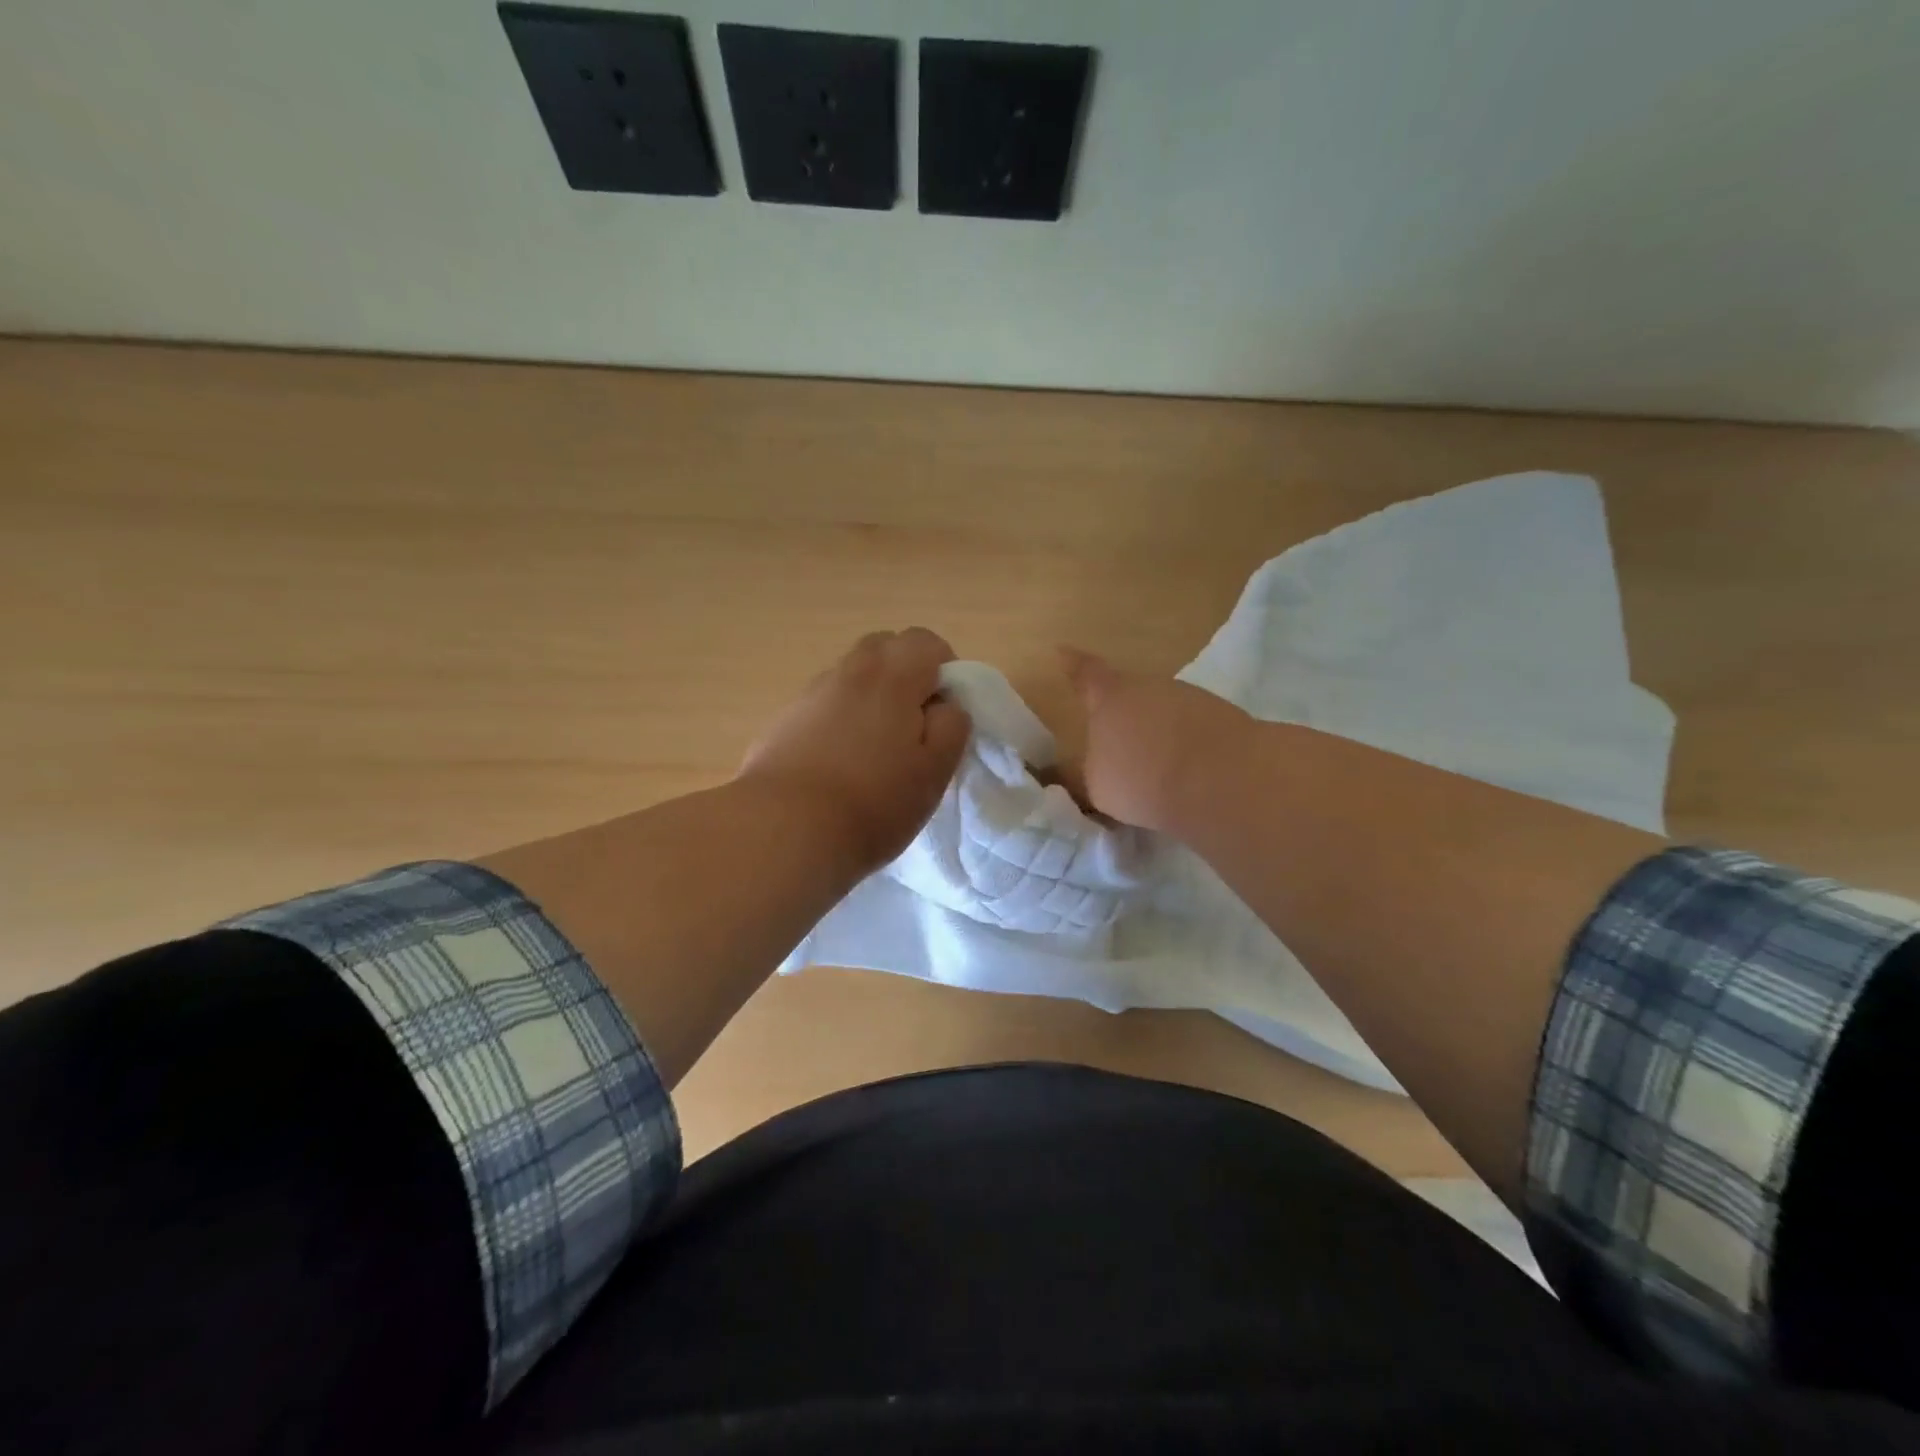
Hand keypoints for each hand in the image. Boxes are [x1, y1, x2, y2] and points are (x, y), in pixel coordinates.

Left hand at [739, 628, 971, 874]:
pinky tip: (836, 764)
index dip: (944, 671)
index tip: (943, 714)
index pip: (926, 642)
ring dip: (869, 696)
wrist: (783, 831)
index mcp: (891, 677)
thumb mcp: (934, 772)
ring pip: (850, 676)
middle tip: (912, 725)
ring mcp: (809, 694)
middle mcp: (848, 673)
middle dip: (905, 673)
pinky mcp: (782, 722)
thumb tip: (944, 704)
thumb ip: (951, 727)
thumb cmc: (873, 804)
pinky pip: (822, 705)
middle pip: (883, 648)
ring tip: (872, 749)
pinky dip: (837, 719)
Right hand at [1059, 647, 1251, 833]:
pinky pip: (1195, 730)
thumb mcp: (1097, 785)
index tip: (1062, 650)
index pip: (1086, 674)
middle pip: (1131, 695)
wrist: (1221, 781)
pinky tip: (1190, 775)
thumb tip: (1081, 768)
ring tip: (1159, 770)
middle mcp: (1150, 687)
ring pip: (1166, 712)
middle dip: (1126, 716)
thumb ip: (1087, 771)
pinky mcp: (1225, 717)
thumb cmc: (1141, 778)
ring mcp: (1191, 698)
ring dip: (1160, 734)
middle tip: (1121, 746)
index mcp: (1111, 698)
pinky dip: (1189, 747)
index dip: (1073, 664)